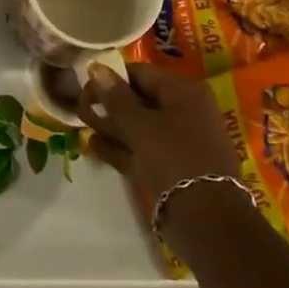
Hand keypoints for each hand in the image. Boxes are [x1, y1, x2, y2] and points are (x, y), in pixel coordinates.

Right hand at [80, 62, 239, 197]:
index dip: (110, 78)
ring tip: (83, 128)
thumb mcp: (141, 125)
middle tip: (81, 111)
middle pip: (139, 100)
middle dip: (109, 105)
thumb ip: (116, 97)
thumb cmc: (174, 159)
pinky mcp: (172, 167)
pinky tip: (94, 148)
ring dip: (111, 128)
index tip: (84, 89)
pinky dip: (120, 149)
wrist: (208, 221)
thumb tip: (96, 66)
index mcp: (184, 93)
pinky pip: (142, 150)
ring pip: (139, 127)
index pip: (140, 73)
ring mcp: (179, 141)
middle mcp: (185, 112)